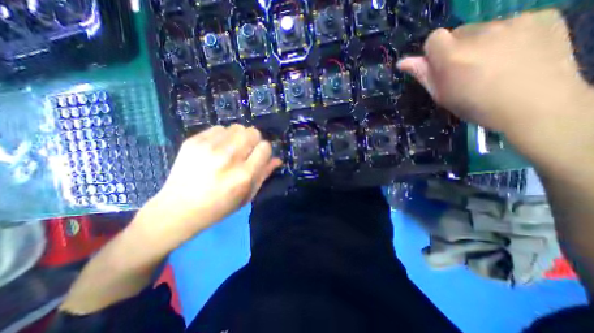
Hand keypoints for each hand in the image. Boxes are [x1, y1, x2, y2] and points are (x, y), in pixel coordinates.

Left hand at [135, 126, 281, 246]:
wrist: (178, 209)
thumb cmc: (219, 207)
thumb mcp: (247, 196)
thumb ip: (264, 175)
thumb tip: (277, 159)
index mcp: (243, 175)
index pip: (265, 147)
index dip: (264, 150)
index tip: (259, 156)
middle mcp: (228, 158)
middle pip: (252, 132)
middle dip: (253, 141)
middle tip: (245, 151)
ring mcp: (209, 147)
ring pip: (237, 127)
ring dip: (238, 137)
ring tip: (230, 150)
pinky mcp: (193, 141)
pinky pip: (218, 128)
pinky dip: (222, 136)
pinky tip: (215, 149)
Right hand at [396, 9, 593, 174]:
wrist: (536, 106)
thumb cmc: (477, 107)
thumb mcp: (442, 96)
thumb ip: (423, 75)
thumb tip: (402, 62)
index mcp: (452, 56)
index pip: (433, 38)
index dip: (434, 52)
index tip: (442, 66)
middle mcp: (480, 33)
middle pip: (459, 33)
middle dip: (458, 48)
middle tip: (469, 70)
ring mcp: (514, 22)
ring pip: (485, 28)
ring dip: (483, 44)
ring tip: (495, 65)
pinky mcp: (542, 16)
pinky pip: (513, 24)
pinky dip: (510, 38)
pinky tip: (517, 56)